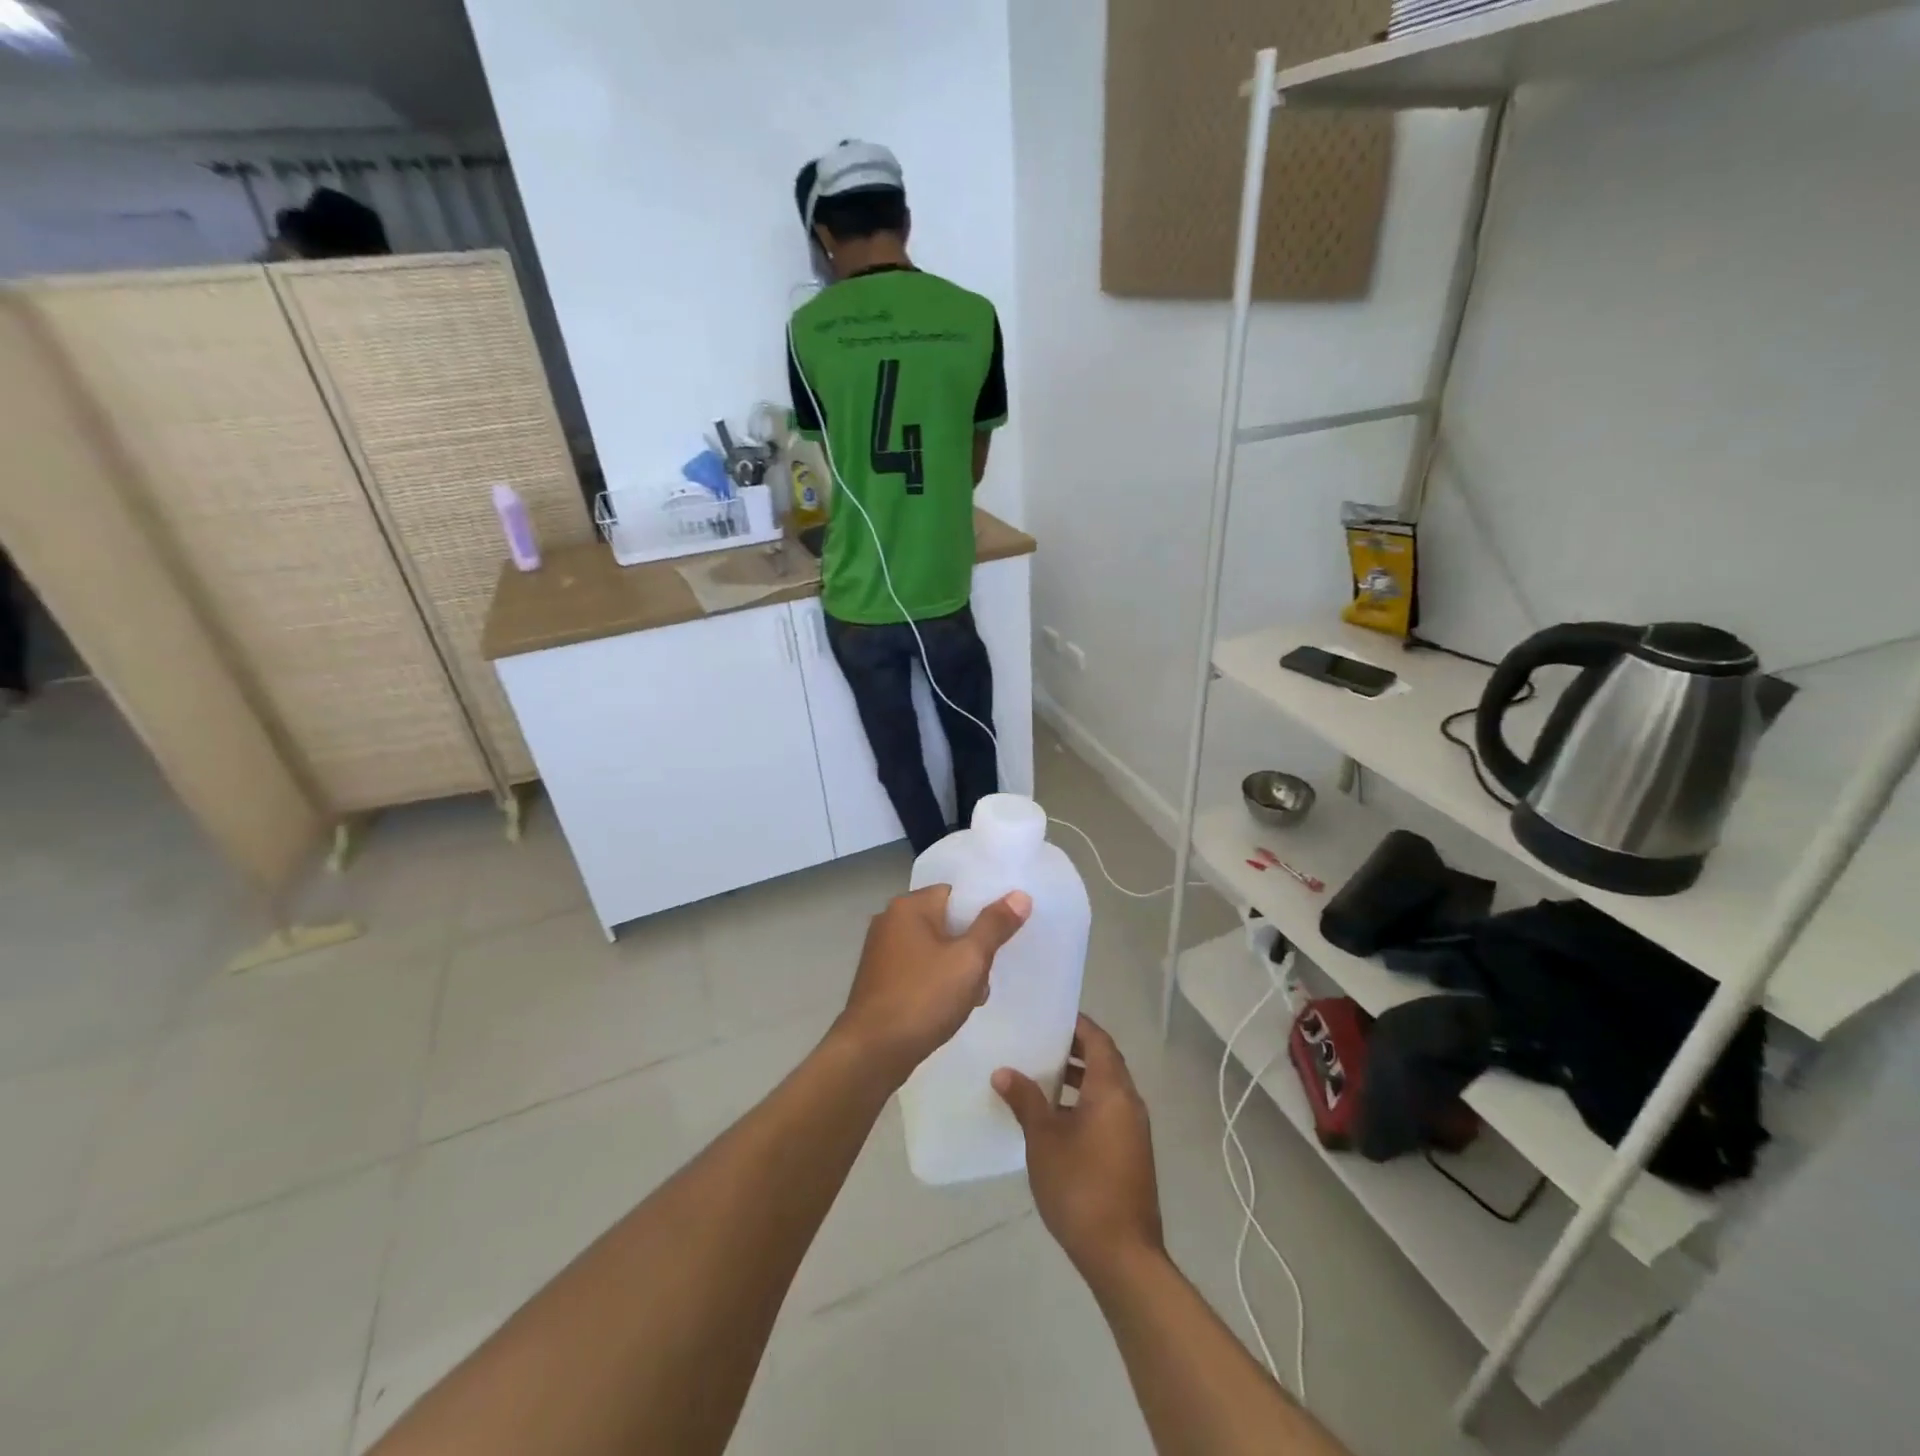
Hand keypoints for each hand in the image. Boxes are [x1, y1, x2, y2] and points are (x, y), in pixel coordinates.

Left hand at [834, 884, 1031, 1088]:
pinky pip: (918, 969)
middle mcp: (890, 920)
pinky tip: (948, 1008)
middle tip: (985, 975)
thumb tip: (1020, 895)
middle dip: (971, 947)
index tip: (1000, 937)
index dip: (981, 912)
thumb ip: (995, 925)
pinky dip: (936, 982)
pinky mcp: (879, 979)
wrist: (872, 1052)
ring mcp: (881, 951)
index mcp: (908, 906)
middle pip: (946, 921)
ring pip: (934, 948)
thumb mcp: (969, 960)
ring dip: (956, 969)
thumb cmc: (923, 998)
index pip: (955, 893)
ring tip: (971, 997)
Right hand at [993, 1014, 1163, 1279]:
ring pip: (1106, 1088)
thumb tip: (1003, 1072)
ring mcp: (1133, 1130)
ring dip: (1079, 1078)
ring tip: (1041, 1075)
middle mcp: (1129, 1102)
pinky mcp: (1130, 1153)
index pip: (1098, 1040)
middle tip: (1039, 1042)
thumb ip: (1025, 1101)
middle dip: (1075, 1049)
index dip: (1077, 1025)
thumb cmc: (1081, 1187)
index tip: (1049, 1016)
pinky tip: (1055, 1117)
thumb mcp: (1044, 1140)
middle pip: (1105, 1061)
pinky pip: (1108, 1110)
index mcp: (1113, 1090)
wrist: (1122, 1255)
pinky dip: (1085, 1102)